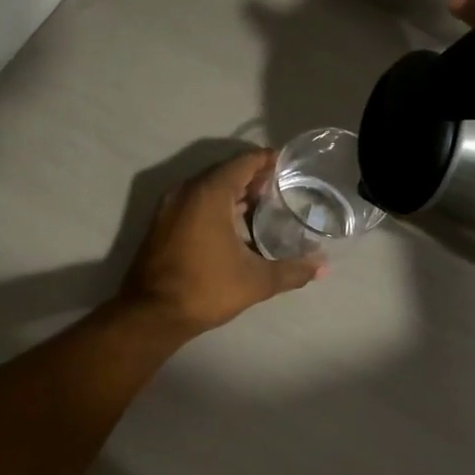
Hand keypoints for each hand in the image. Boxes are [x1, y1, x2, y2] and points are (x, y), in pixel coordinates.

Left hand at [118, 150, 321, 335]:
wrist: (151, 314)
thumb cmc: (205, 289)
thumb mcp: (256, 281)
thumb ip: (292, 270)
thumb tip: (323, 268)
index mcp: (209, 193)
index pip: (243, 162)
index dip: (268, 160)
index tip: (290, 166)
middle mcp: (186, 191)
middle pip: (225, 172)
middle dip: (253, 177)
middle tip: (282, 188)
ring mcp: (170, 206)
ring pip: (208, 188)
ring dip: (234, 193)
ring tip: (264, 206)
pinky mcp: (162, 223)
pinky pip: (195, 202)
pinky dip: (216, 205)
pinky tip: (236, 226)